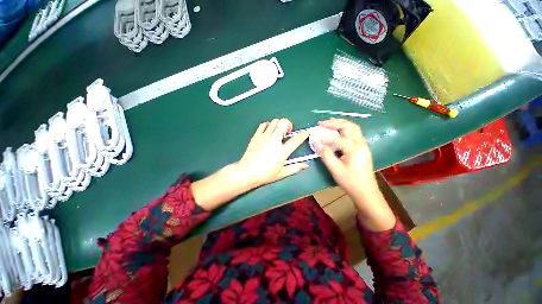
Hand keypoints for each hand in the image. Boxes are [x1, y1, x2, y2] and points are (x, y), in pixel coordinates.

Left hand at [236, 118, 309, 187]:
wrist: (247, 172)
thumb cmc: (265, 174)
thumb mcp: (282, 173)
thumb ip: (295, 168)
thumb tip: (306, 165)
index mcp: (282, 151)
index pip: (296, 139)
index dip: (303, 134)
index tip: (305, 132)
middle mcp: (274, 141)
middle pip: (283, 123)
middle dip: (288, 124)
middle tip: (287, 132)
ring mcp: (264, 137)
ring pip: (274, 121)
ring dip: (279, 124)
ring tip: (278, 131)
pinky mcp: (256, 136)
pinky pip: (263, 124)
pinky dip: (268, 125)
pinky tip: (268, 131)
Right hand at [313, 118, 378, 197]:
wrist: (366, 192)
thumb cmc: (350, 182)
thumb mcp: (335, 169)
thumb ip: (325, 154)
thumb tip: (316, 142)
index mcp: (355, 149)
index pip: (337, 138)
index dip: (324, 137)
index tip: (314, 138)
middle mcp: (361, 144)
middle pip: (349, 126)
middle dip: (335, 122)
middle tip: (322, 123)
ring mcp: (363, 145)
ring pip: (353, 128)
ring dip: (341, 124)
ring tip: (328, 124)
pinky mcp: (362, 148)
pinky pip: (354, 134)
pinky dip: (344, 129)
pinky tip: (337, 132)